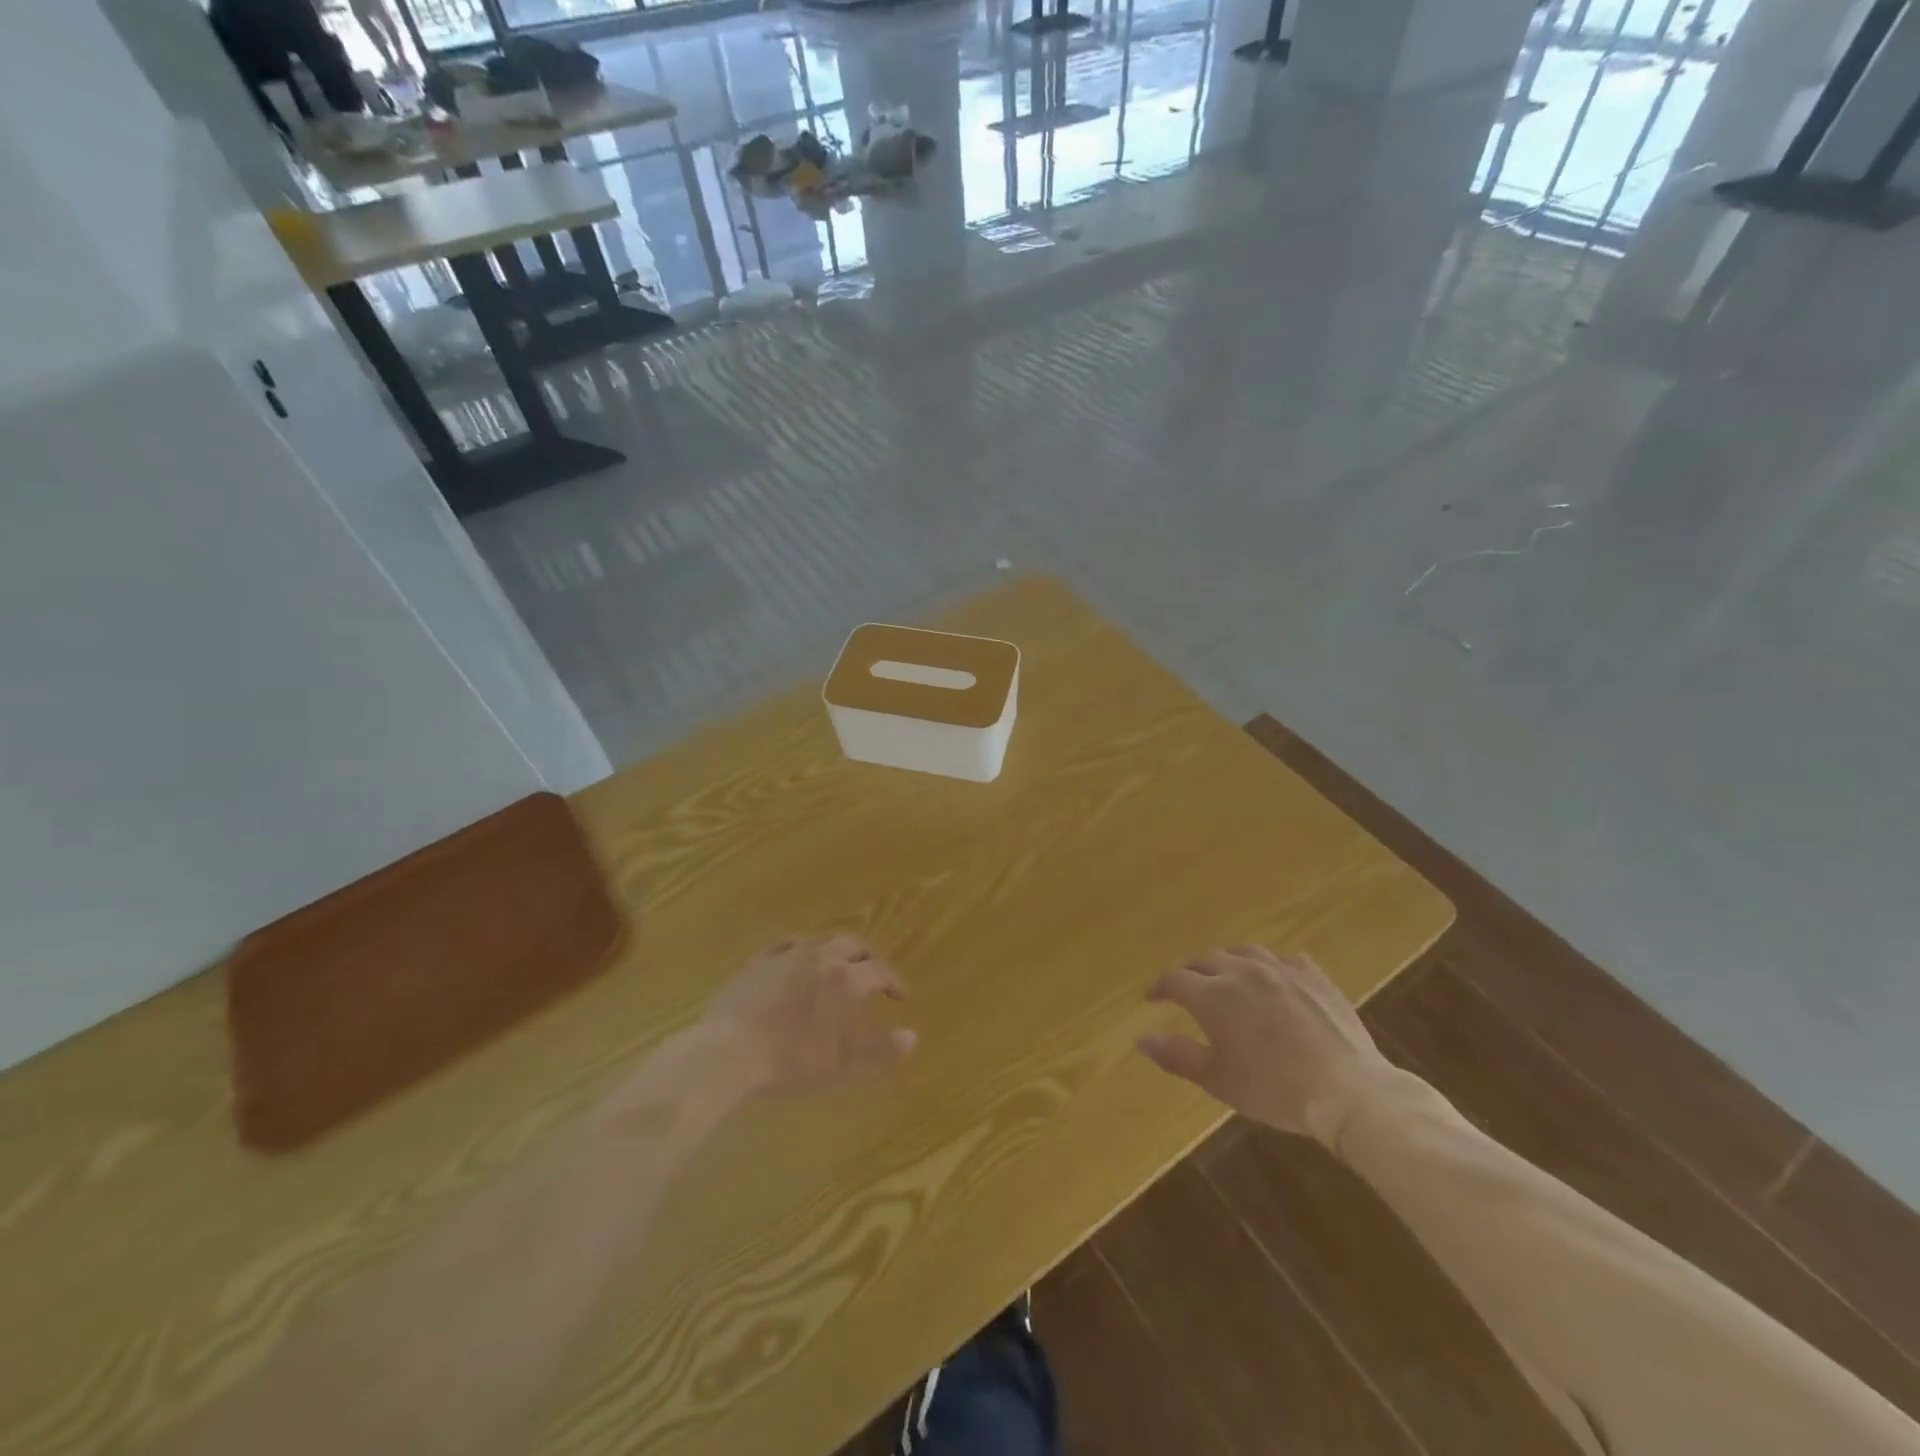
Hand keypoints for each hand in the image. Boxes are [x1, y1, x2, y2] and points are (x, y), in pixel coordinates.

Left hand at [697, 935, 916, 1096]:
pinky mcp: (759, 960)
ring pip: (821, 940)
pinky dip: (803, 949)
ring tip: (838, 964)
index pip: (879, 971)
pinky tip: (798, 960)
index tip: (899, 995)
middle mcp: (820, 957)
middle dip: (868, 957)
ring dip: (837, 949)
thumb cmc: (790, 1061)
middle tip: (872, 972)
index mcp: (845, 980)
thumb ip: (880, 1051)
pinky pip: (788, 944)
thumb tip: (912, 1037)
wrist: (728, 1052)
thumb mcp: (842, 1065)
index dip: (893, 981)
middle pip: (853, 944)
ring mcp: (787, 954)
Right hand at [1136, 946, 1397, 1143]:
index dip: (1159, 987)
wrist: (1348, 1091)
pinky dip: (1272, 967)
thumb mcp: (1218, 1079)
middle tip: (1187, 989)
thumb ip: (1177, 1055)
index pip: (1175, 980)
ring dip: (1229, 962)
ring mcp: (1281, 970)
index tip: (1152, 997)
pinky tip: (1276, 980)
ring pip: (1245, 952)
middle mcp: (1242, 972)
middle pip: (1207, 960)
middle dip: (1191, 972)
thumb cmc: (1274, 1090)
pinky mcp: (1314, 976)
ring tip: (1228, 976)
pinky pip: (1286, 960)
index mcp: (1214, 996)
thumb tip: (1141, 1039)